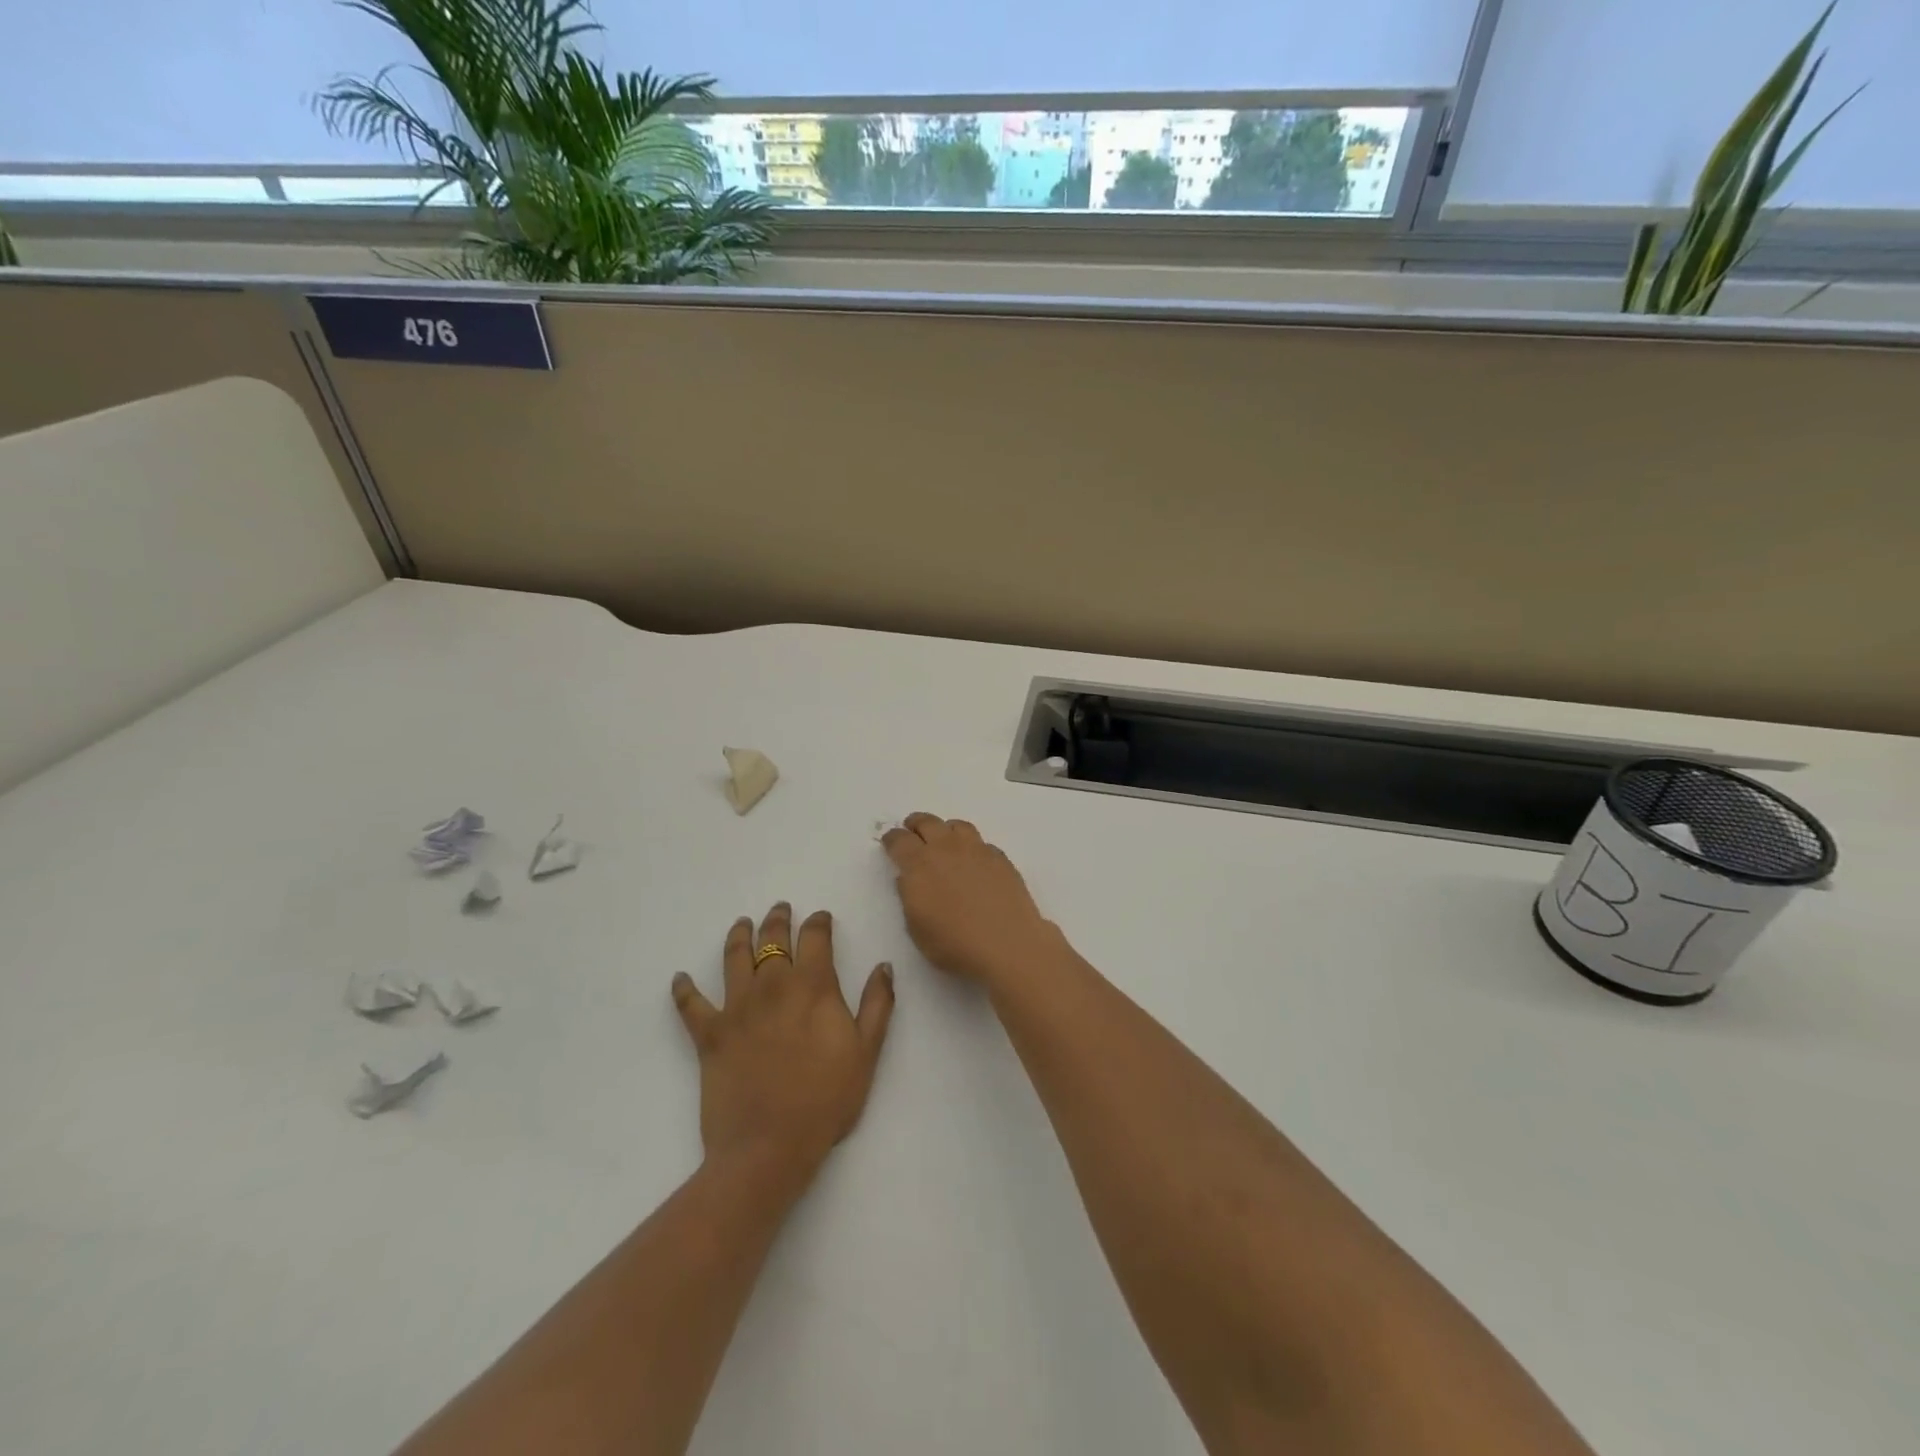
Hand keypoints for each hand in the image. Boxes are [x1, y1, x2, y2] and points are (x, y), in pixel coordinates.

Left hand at [672, 903, 894, 1185]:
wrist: (769, 1148)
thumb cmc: (825, 1100)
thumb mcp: (866, 1052)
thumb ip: (877, 1004)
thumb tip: (883, 966)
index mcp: (813, 987)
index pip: (815, 937)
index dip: (818, 922)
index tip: (821, 918)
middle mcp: (772, 986)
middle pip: (772, 939)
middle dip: (778, 920)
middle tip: (780, 909)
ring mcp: (737, 1008)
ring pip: (734, 958)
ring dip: (738, 936)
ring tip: (741, 924)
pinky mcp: (709, 1035)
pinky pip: (691, 1005)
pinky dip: (684, 990)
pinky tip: (680, 978)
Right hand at [882, 814, 1061, 984]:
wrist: (1007, 944)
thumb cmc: (954, 944)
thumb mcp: (916, 928)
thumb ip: (909, 897)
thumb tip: (908, 878)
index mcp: (919, 864)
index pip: (899, 840)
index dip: (892, 839)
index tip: (890, 843)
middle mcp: (946, 848)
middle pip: (927, 822)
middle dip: (916, 825)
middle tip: (913, 832)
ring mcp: (976, 850)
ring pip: (957, 826)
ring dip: (945, 830)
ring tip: (945, 842)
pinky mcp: (1000, 858)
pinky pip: (981, 842)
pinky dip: (971, 847)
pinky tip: (974, 862)